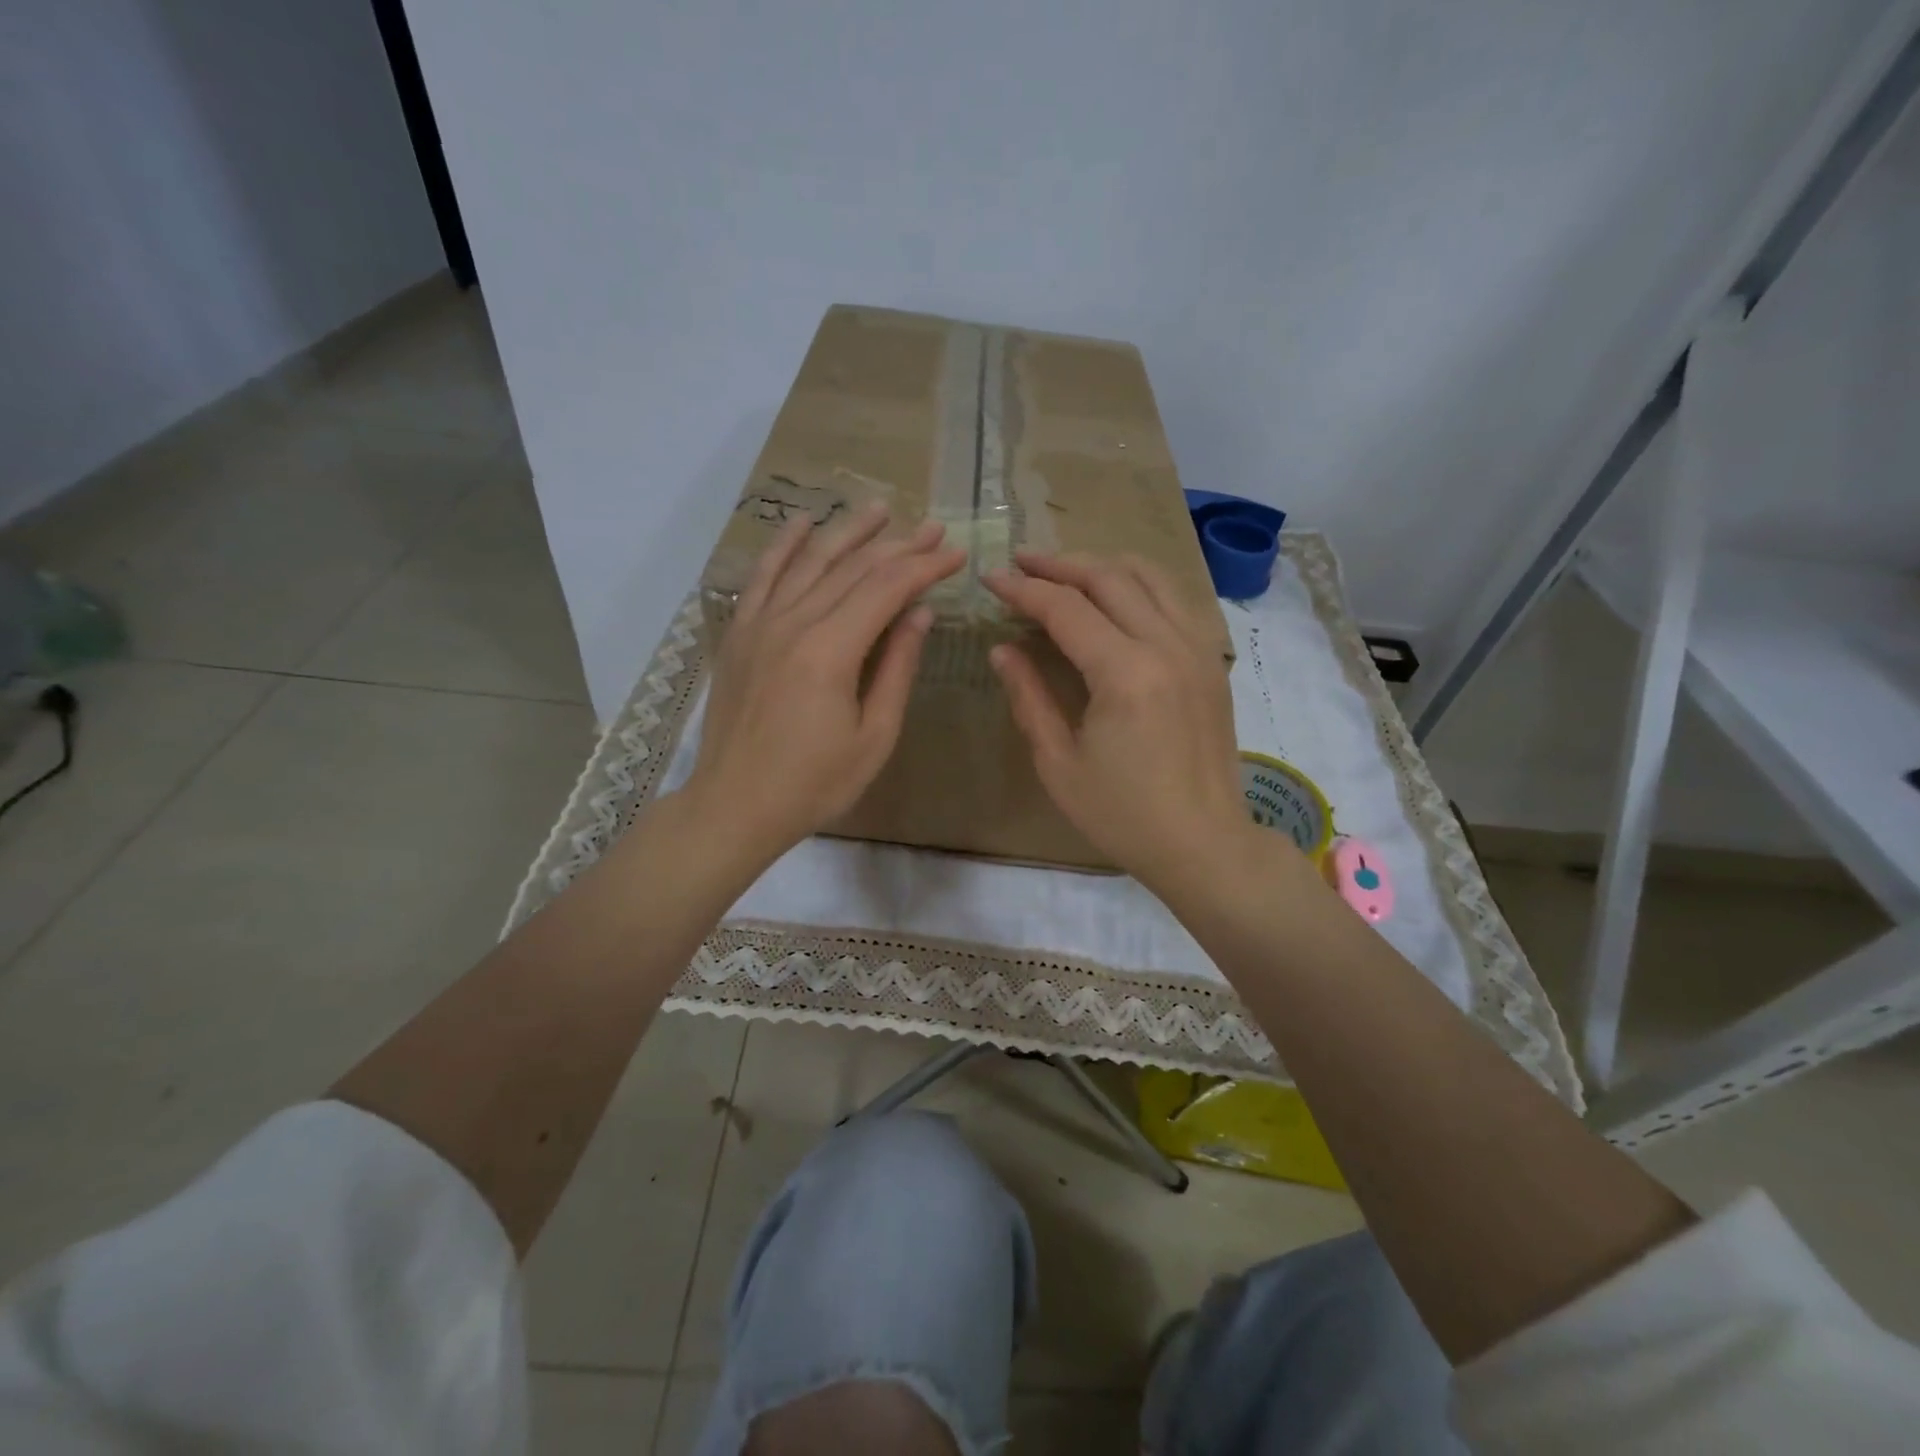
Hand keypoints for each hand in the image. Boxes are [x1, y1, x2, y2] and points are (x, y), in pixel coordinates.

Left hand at [686, 504, 965, 863]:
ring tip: (881, 509)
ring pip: (810, 562)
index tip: (956, 554)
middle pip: (853, 568)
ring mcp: (759, 624)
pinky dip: (784, 546)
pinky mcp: (739, 633)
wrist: (735, 805)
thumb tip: (920, 613)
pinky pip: (763, 576)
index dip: (925, 567)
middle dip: (899, 545)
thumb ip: (898, 668)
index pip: (887, 589)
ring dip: (849, 532)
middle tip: (934, 528)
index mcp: (830, 651)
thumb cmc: (814, 783)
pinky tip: (804, 523)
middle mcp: (793, 623)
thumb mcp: (874, 736)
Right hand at [984, 551, 1255, 893]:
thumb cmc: (1123, 814)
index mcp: (1126, 673)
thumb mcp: (1059, 763)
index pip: (1066, 608)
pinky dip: (1140, 584)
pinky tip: (1118, 596)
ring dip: (1102, 565)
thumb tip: (1003, 649)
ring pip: (1150, 577)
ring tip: (1065, 570)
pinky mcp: (1211, 662)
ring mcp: (1197, 649)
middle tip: (1021, 562)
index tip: (991, 579)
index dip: (1024, 589)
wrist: (1203, 843)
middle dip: (1059, 565)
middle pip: (1109, 578)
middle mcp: (1167, 646)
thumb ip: (1029, 697)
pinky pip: (1176, 600)